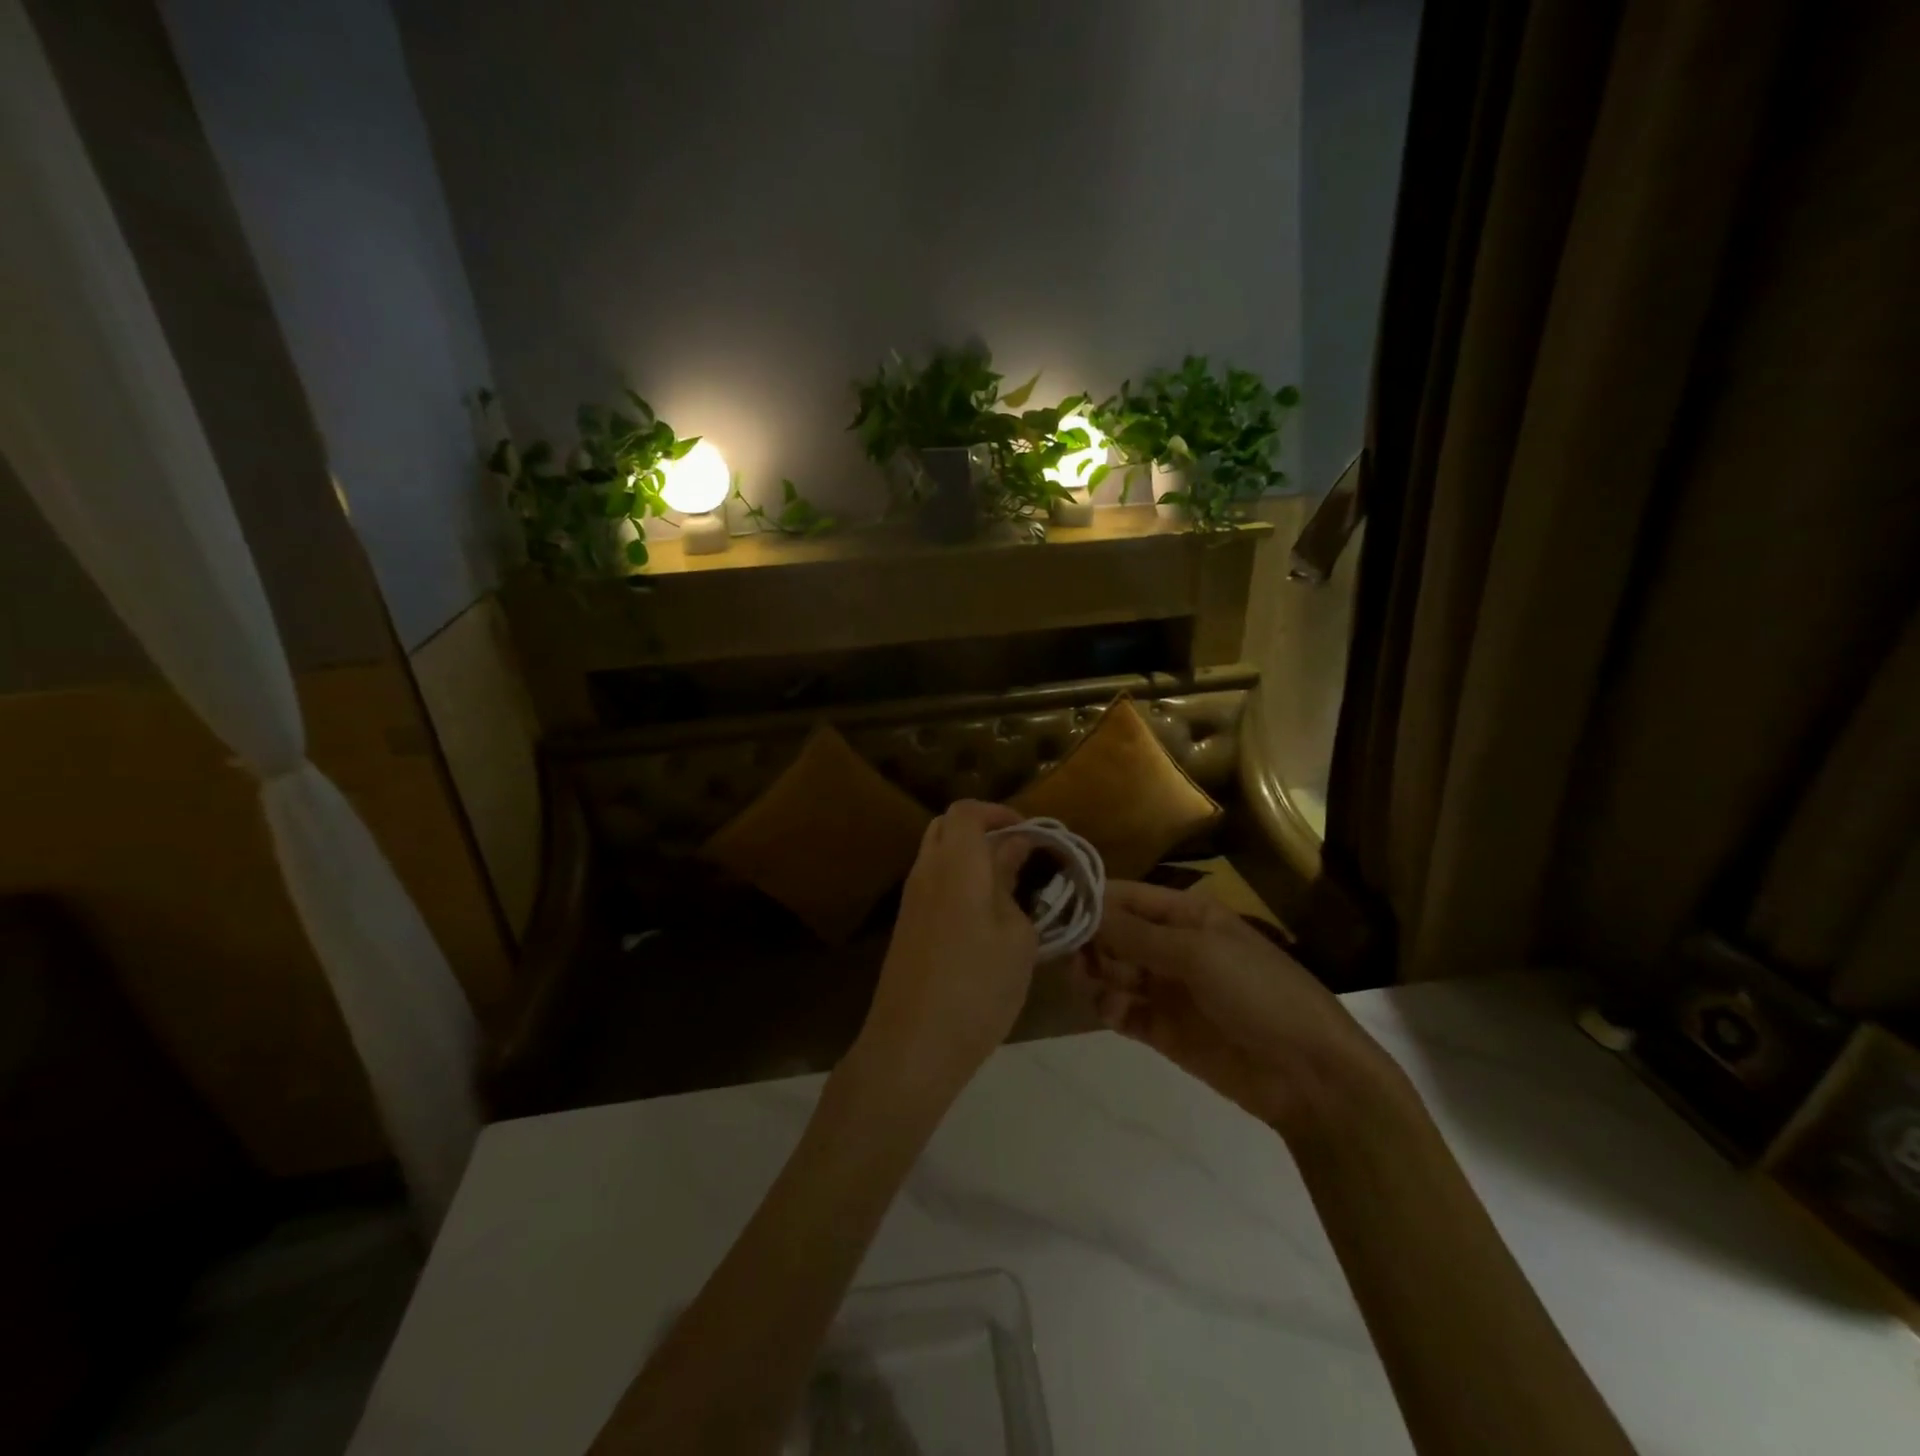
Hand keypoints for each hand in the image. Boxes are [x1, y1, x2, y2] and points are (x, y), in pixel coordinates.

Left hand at [850, 801, 1038, 1108]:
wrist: (913, 1045)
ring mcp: (911, 898)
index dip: (1000, 812)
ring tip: (1009, 884)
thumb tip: (1013, 853)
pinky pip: (933, 881)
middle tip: (1020, 853)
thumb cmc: (977, 987)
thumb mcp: (1016, 937)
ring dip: (971, 856)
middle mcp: (926, 870)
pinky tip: (986, 912)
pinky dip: (959, 879)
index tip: (1032, 833)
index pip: (967, 811)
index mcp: (955, 863)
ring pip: (938, 854)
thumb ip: (1013, 885)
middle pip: (948, 826)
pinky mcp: (907, 925)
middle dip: (984, 829)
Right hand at [1080, 881, 1403, 1139]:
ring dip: (1095, 974)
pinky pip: (1120, 1010)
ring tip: (1090, 984)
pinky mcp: (1162, 1029)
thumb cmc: (1258, 993)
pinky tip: (1112, 1012)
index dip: (1092, 900)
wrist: (1309, 1076)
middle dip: (1090, 940)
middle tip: (1072, 955)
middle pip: (1113, 933)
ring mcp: (1166, 989)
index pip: (1127, 897)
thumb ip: (1136, 934)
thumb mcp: (1197, 953)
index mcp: (1186, 915)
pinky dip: (1108, 1008)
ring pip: (1111, 971)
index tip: (1054, 907)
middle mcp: (1171, 945)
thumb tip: (1084, 908)